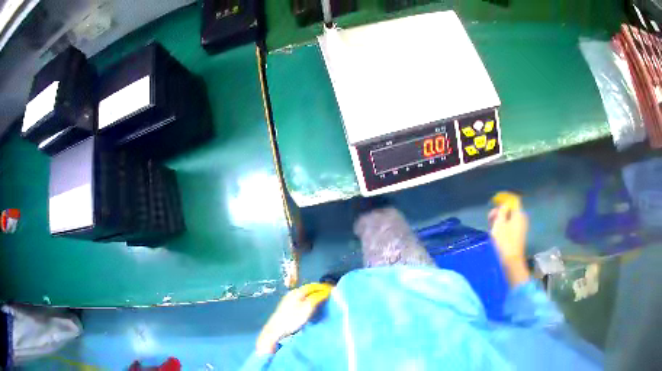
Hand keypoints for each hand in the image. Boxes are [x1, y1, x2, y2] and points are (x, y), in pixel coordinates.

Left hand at [256, 283, 332, 354]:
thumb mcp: (307, 308)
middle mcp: (292, 294)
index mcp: (297, 292)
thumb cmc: (293, 318)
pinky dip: (309, 301)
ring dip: (314, 296)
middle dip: (319, 291)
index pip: (313, 286)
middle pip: (308, 290)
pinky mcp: (287, 308)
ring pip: (305, 296)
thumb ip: (317, 298)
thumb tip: (326, 291)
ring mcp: (288, 301)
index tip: (333, 290)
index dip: (323, 287)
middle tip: (329, 295)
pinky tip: (311, 307)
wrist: (276, 329)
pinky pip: (301, 301)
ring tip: (322, 301)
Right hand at [489, 192, 529, 286]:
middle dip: (500, 212)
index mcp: (519, 213)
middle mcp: (522, 219)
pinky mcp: (518, 237)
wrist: (511, 262)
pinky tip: (496, 234)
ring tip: (491, 227)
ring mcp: (521, 228)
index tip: (493, 203)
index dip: (503, 200)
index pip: (513, 200)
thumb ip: (501, 211)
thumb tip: (504, 204)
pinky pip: (510, 227)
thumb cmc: (504, 241)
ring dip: (500, 220)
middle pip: (511, 210)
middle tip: (489, 218)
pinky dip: (503, 227)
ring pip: (509, 219)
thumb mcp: (499, 223)